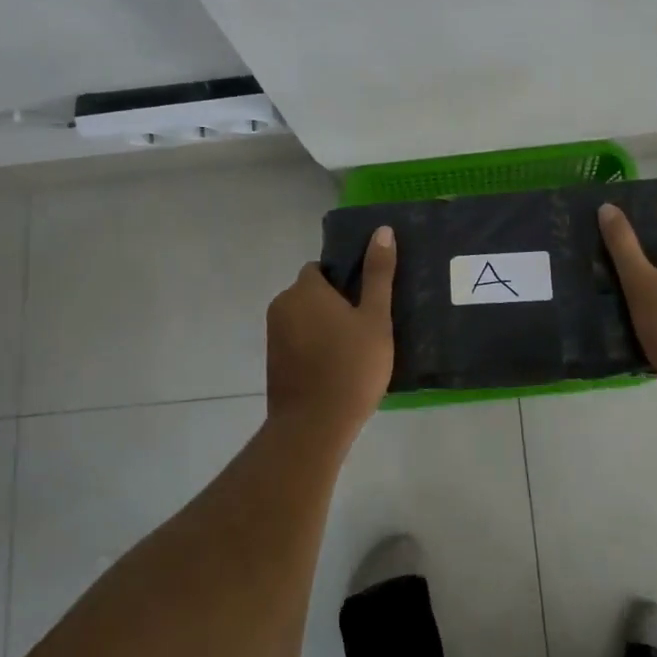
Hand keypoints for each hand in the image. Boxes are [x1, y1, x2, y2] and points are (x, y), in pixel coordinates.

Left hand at [265, 226, 396, 445]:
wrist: (313, 426)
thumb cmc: (351, 367)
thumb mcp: (375, 318)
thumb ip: (378, 274)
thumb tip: (383, 230)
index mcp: (305, 289)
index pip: (320, 269)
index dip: (343, 280)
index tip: (365, 301)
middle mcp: (282, 305)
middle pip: (311, 293)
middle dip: (334, 303)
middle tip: (365, 326)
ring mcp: (273, 335)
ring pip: (304, 318)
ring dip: (323, 326)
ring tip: (353, 349)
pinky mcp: (273, 362)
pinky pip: (296, 341)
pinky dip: (312, 346)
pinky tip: (335, 367)